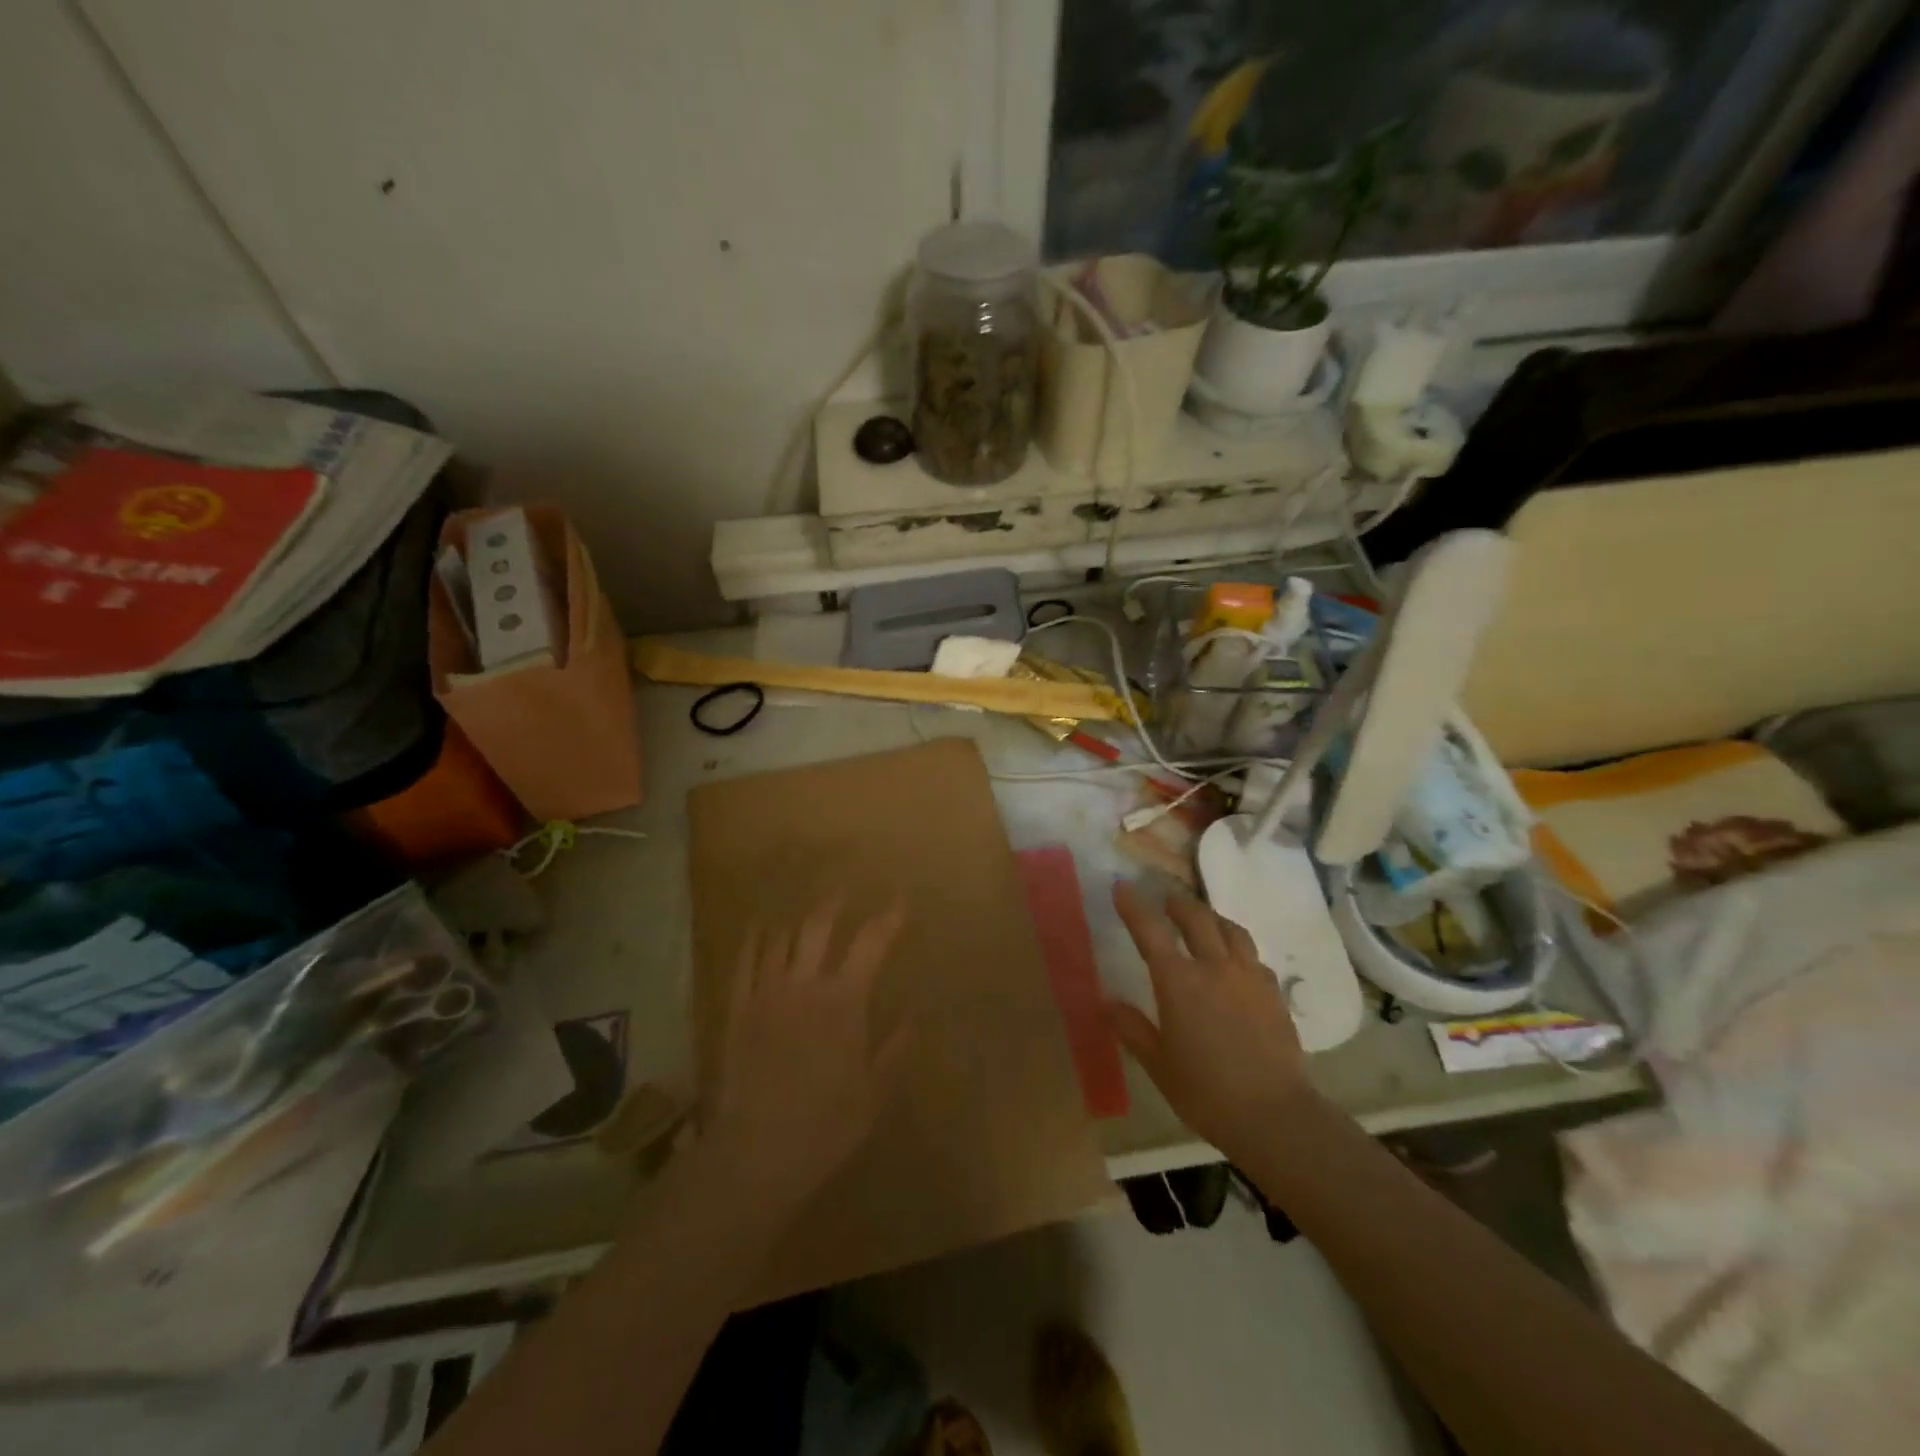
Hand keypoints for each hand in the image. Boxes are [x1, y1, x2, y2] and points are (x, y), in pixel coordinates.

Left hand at [702, 898, 909, 1211]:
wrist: (755, 1152)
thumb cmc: (824, 1126)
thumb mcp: (873, 1093)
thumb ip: (894, 1050)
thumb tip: (912, 1017)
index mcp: (844, 1001)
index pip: (871, 944)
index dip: (889, 918)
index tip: (901, 902)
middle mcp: (805, 984)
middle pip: (819, 928)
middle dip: (835, 905)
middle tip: (844, 892)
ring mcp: (767, 993)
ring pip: (781, 939)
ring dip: (797, 921)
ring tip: (805, 913)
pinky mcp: (738, 1009)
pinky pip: (745, 962)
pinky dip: (754, 940)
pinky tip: (759, 930)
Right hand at [1107, 881, 1315, 1159]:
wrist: (1274, 1115)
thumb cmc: (1205, 1092)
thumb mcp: (1157, 1064)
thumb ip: (1132, 1028)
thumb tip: (1107, 1003)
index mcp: (1178, 982)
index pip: (1150, 931)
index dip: (1134, 906)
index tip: (1122, 886)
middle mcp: (1214, 967)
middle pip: (1196, 918)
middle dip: (1178, 903)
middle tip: (1166, 900)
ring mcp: (1249, 977)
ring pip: (1231, 930)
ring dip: (1211, 918)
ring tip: (1203, 920)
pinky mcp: (1274, 994)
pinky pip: (1253, 957)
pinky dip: (1238, 948)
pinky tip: (1236, 962)